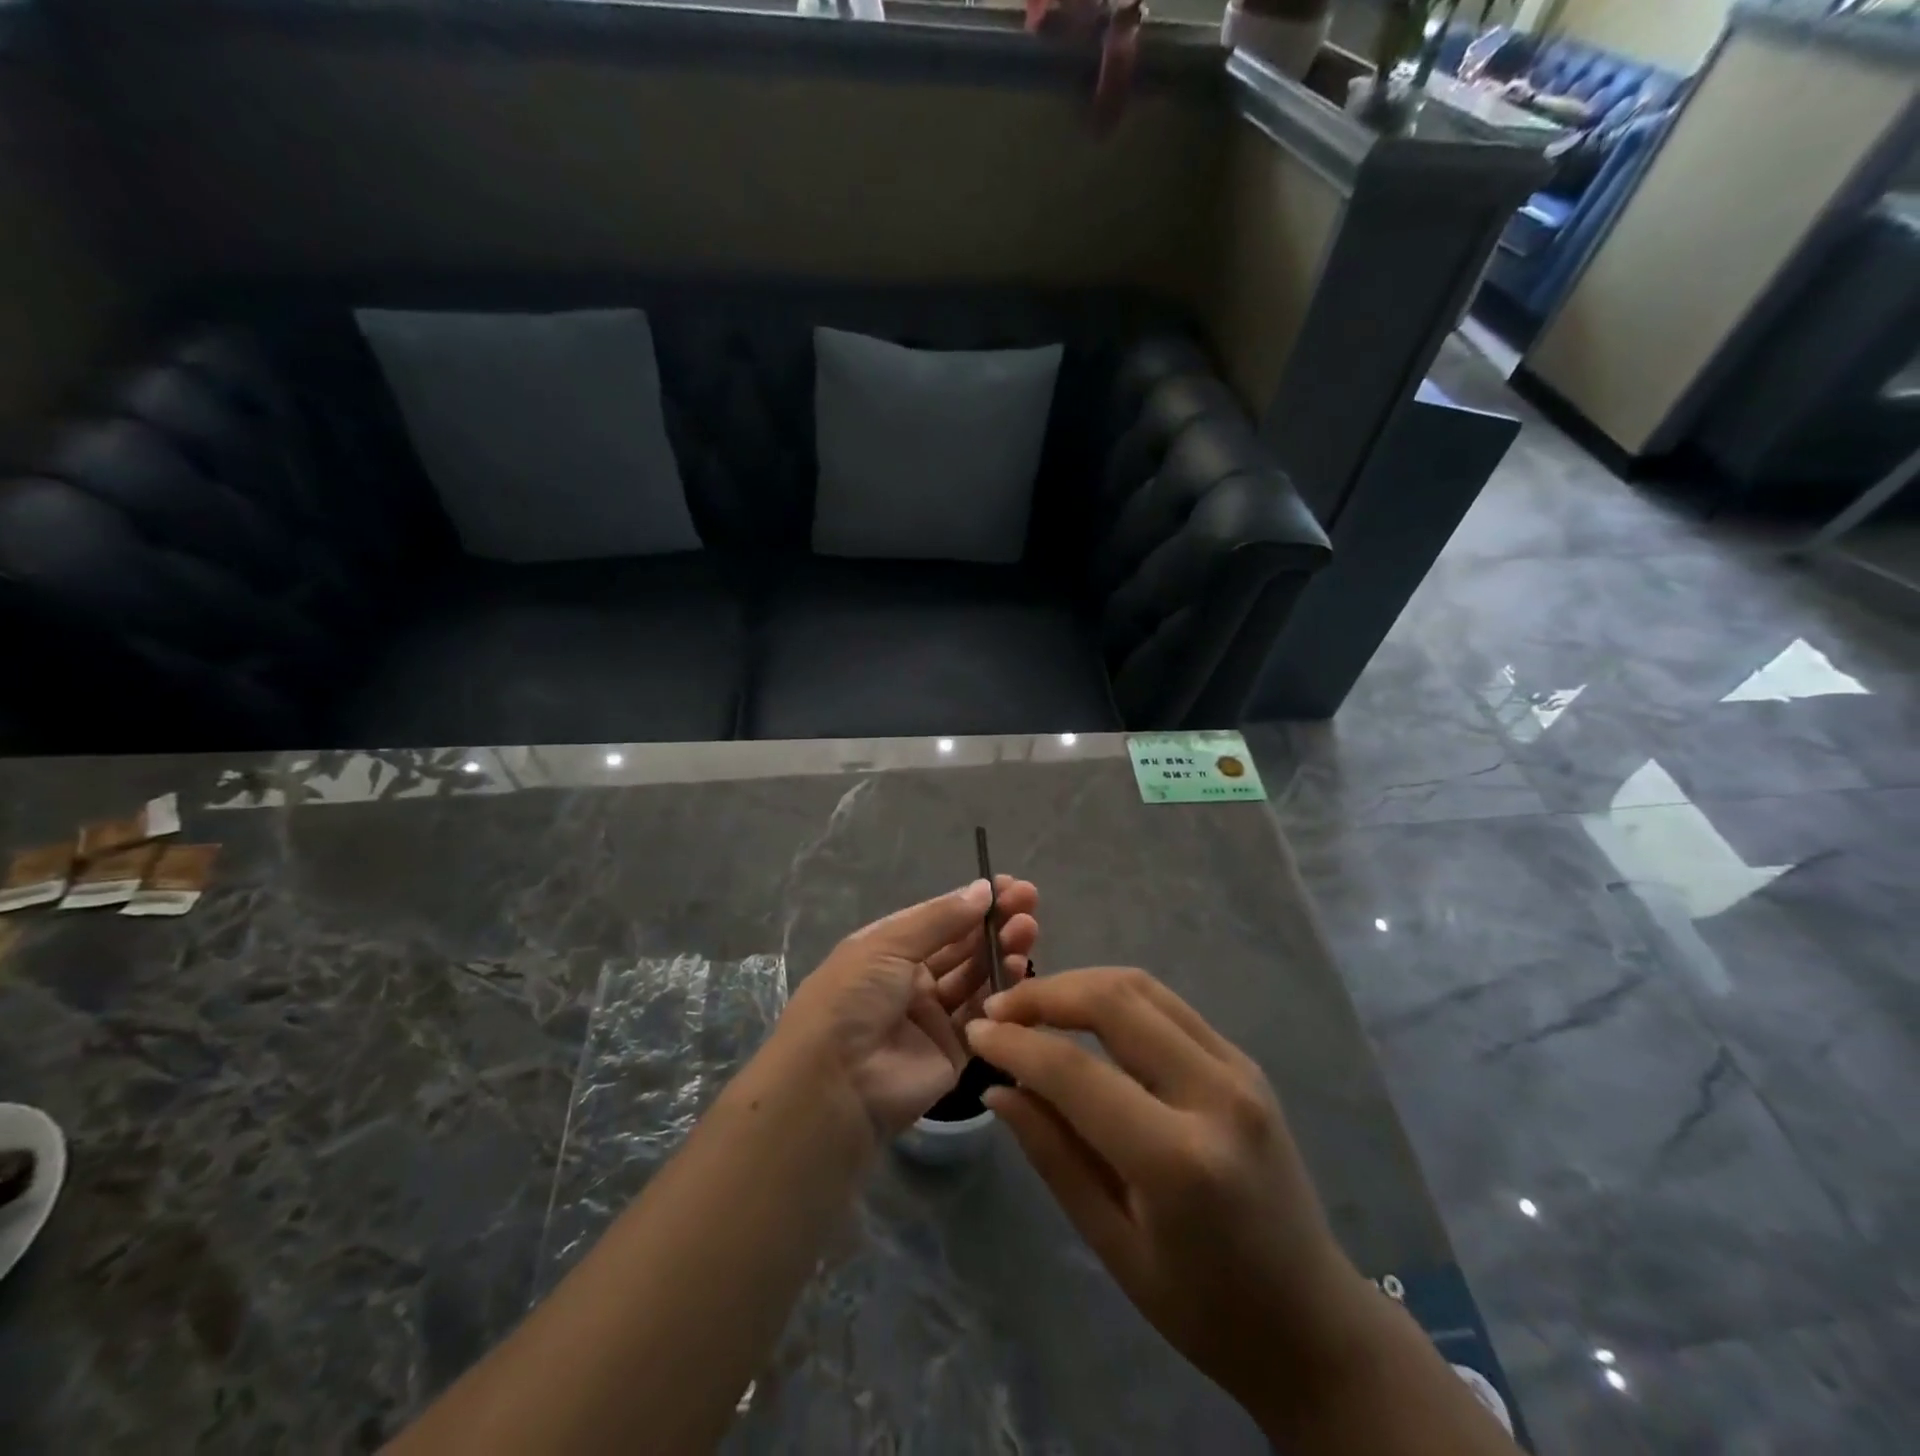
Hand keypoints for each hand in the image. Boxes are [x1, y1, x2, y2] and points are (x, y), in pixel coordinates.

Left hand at [778, 876, 1037, 1137]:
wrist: (835, 1083)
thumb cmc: (853, 997)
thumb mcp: (888, 945)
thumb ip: (940, 919)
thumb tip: (984, 889)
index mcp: (889, 949)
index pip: (939, 918)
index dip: (974, 902)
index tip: (1011, 886)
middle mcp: (911, 979)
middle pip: (962, 946)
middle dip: (994, 923)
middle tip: (1029, 903)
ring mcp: (933, 1016)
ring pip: (977, 977)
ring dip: (1002, 951)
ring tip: (1027, 931)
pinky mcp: (953, 1051)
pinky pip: (983, 1016)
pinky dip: (1002, 992)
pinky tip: (1019, 968)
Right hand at [965, 968, 1368, 1420]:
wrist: (1313, 1322)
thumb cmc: (1205, 1308)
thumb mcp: (1113, 1244)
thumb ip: (1053, 1154)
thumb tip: (997, 1088)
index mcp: (1180, 1160)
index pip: (1077, 1073)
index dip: (1017, 1044)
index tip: (975, 1034)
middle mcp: (1217, 1095)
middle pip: (1114, 1001)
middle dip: (1046, 994)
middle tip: (999, 1011)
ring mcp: (1239, 1068)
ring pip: (1142, 987)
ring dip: (1079, 984)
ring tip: (1033, 1006)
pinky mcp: (1244, 1060)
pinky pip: (1167, 1004)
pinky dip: (1115, 996)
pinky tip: (1083, 1017)